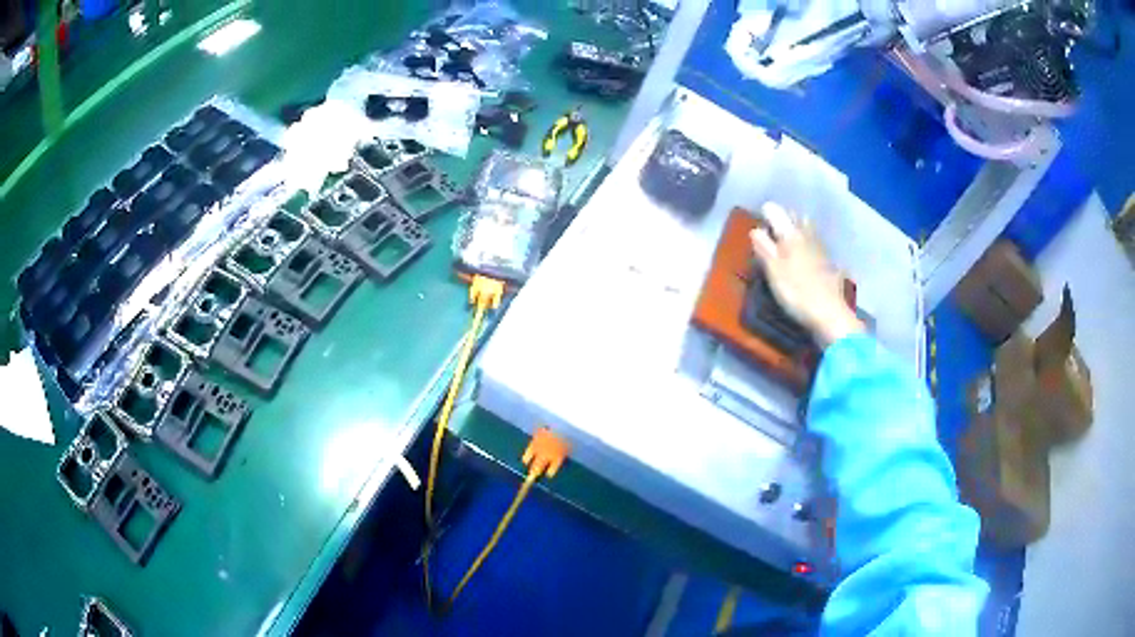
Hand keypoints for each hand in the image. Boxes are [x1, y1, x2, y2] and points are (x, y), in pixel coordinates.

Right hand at [749, 203, 863, 347]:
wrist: (830, 313)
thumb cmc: (796, 292)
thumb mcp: (773, 272)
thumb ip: (764, 248)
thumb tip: (755, 230)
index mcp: (790, 234)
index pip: (775, 212)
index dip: (765, 213)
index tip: (759, 222)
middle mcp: (807, 234)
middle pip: (794, 216)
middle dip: (783, 218)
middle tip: (772, 231)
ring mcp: (820, 247)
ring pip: (807, 227)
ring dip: (797, 229)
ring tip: (788, 241)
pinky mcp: (829, 261)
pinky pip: (816, 242)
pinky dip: (808, 242)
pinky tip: (805, 256)